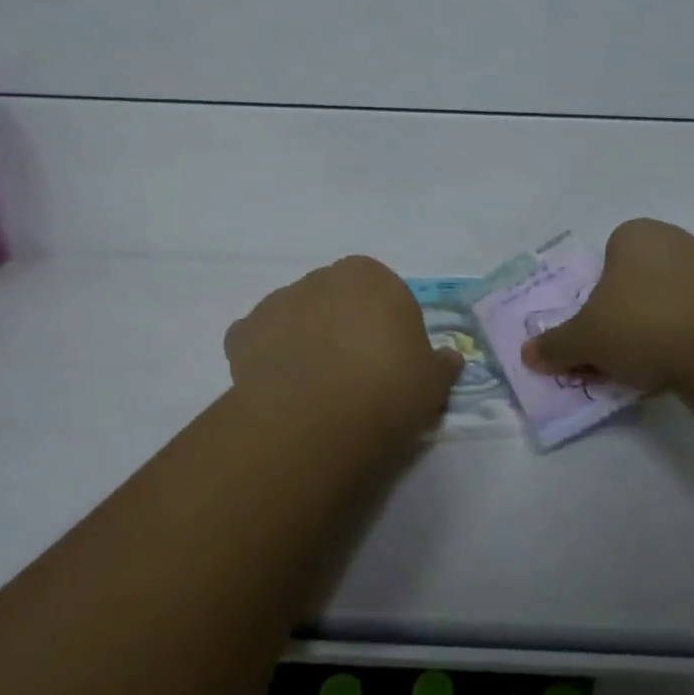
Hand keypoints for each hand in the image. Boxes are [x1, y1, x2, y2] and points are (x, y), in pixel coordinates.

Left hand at [225, 256, 464, 433]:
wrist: (316, 419)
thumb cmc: (387, 388)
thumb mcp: (433, 381)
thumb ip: (441, 363)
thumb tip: (449, 359)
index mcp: (370, 275)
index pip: (382, 294)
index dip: (386, 329)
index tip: (390, 364)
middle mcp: (322, 277)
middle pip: (336, 301)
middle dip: (343, 328)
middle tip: (354, 376)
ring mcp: (278, 302)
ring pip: (296, 317)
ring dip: (304, 339)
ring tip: (314, 389)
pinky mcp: (243, 332)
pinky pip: (258, 340)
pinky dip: (267, 357)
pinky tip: (280, 388)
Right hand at [522, 219, 693, 391]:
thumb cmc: (643, 322)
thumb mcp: (585, 338)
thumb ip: (555, 345)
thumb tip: (527, 355)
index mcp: (635, 234)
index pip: (603, 263)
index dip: (594, 299)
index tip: (593, 332)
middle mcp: (673, 243)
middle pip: (632, 287)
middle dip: (621, 320)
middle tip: (611, 356)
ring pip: (663, 308)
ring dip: (650, 337)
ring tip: (642, 372)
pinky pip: (693, 326)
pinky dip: (681, 347)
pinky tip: (674, 373)